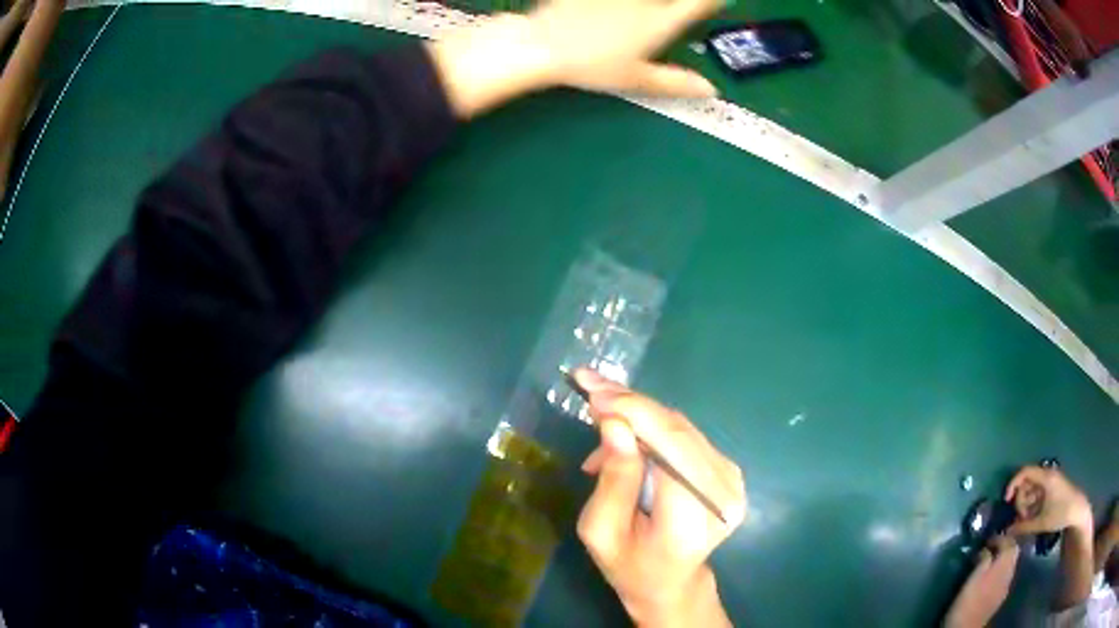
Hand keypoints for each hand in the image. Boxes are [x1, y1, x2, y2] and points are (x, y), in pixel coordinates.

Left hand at [527, 0, 719, 95]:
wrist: (542, 45)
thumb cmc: (591, 65)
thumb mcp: (636, 80)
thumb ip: (675, 82)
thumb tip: (710, 90)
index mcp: (660, 23)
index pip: (699, 5)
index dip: (714, 1)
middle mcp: (645, 1)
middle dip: (680, 4)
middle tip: (676, 12)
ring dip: (654, 4)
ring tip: (647, 13)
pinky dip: (621, 3)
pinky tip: (619, 9)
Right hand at [572, 368, 743, 627]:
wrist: (671, 585)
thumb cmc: (630, 567)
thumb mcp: (602, 532)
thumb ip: (613, 479)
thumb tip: (615, 423)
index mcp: (694, 517)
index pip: (672, 447)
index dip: (634, 411)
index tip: (592, 392)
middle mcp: (724, 492)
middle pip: (678, 430)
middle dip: (631, 403)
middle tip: (589, 384)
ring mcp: (732, 480)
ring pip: (681, 427)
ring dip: (637, 414)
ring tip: (599, 411)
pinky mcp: (727, 471)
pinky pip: (685, 437)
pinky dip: (651, 428)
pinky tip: (623, 434)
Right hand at [944, 536, 1019, 627]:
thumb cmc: (968, 600)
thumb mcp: (974, 576)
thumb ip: (985, 559)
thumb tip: (987, 548)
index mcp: (1005, 563)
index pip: (1010, 541)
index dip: (1001, 537)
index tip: (988, 539)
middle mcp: (1011, 571)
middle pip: (1013, 552)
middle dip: (1004, 547)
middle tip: (991, 547)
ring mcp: (1007, 585)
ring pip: (1010, 564)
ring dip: (1002, 560)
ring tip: (990, 561)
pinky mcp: (1000, 597)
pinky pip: (1005, 577)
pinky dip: (1000, 572)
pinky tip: (990, 578)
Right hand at [1004, 466, 1092, 534]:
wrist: (1076, 510)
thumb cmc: (1060, 513)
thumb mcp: (1041, 522)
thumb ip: (1023, 527)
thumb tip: (1006, 531)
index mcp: (1045, 478)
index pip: (1025, 472)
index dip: (1013, 483)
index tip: (1006, 501)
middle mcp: (1047, 476)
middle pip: (1027, 483)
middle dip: (1021, 501)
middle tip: (1022, 519)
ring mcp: (1050, 482)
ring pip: (1031, 490)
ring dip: (1026, 506)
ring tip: (1028, 521)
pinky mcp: (1051, 489)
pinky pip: (1037, 494)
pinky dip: (1032, 506)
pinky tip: (1033, 518)